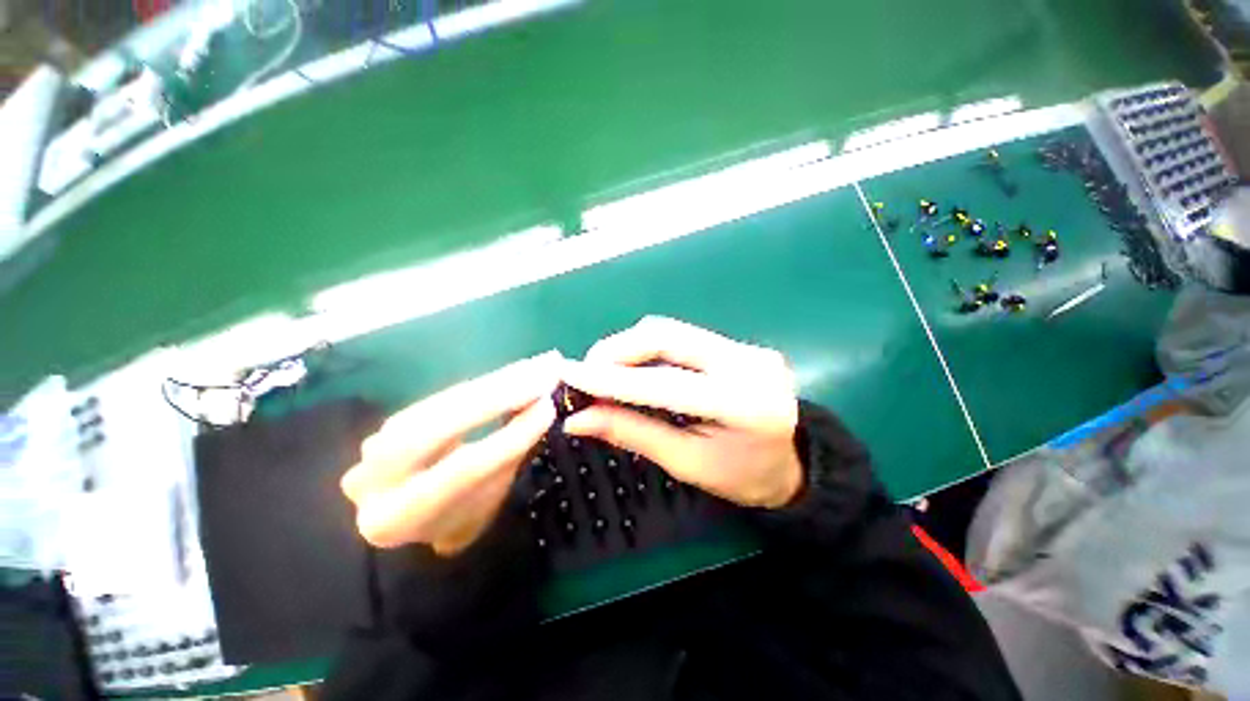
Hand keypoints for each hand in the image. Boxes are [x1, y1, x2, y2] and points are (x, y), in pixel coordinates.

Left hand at [340, 352, 561, 553]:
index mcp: (398, 517)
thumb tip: (541, 407)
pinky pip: (442, 396)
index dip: (508, 437)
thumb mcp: (486, 504)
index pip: (460, 471)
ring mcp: (374, 445)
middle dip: (497, 396)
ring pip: (438, 403)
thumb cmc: (458, 519)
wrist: (408, 518)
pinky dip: (483, 383)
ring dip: (494, 382)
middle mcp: (372, 479)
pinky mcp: (390, 422)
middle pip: (436, 426)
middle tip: (542, 373)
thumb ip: (507, 458)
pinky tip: (514, 372)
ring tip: (535, 367)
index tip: (548, 408)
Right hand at [561, 317, 801, 508]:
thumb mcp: (685, 463)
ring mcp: (746, 347)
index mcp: (742, 403)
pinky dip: (650, 350)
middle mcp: (748, 362)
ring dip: (630, 348)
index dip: (612, 379)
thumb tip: (578, 418)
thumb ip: (631, 433)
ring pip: (671, 331)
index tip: (569, 374)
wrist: (790, 465)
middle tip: (586, 373)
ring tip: (606, 372)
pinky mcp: (738, 344)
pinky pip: (682, 337)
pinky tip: (635, 367)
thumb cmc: (740, 476)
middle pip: (666, 337)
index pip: (664, 383)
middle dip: (617, 351)